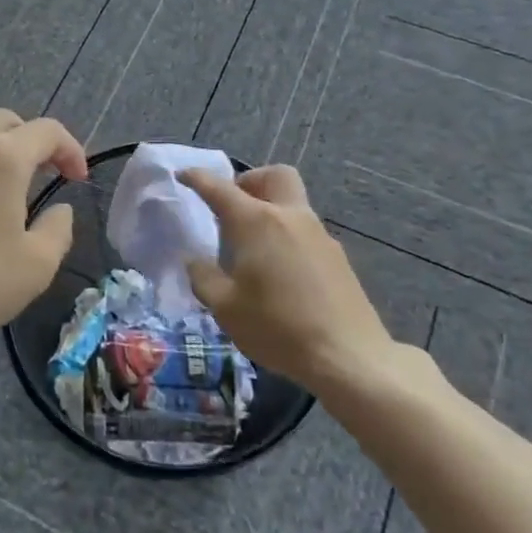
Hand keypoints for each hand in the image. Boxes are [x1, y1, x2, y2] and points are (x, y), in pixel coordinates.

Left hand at [0, 110, 88, 353]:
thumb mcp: (36, 265)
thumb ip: (58, 228)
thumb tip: (59, 209)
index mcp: (1, 157)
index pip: (47, 131)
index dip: (70, 149)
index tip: (77, 179)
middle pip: (7, 122)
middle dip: (33, 141)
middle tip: (45, 174)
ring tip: (6, 195)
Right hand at [178, 165, 394, 391]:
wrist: (348, 356)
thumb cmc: (278, 328)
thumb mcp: (225, 308)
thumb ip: (204, 277)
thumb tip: (195, 261)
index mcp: (256, 222)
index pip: (220, 188)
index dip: (198, 178)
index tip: (183, 175)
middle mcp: (289, 216)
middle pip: (274, 175)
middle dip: (250, 181)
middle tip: (233, 207)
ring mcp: (319, 234)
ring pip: (292, 203)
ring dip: (270, 210)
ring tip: (253, 248)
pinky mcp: (337, 256)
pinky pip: (305, 231)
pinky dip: (287, 235)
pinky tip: (280, 272)